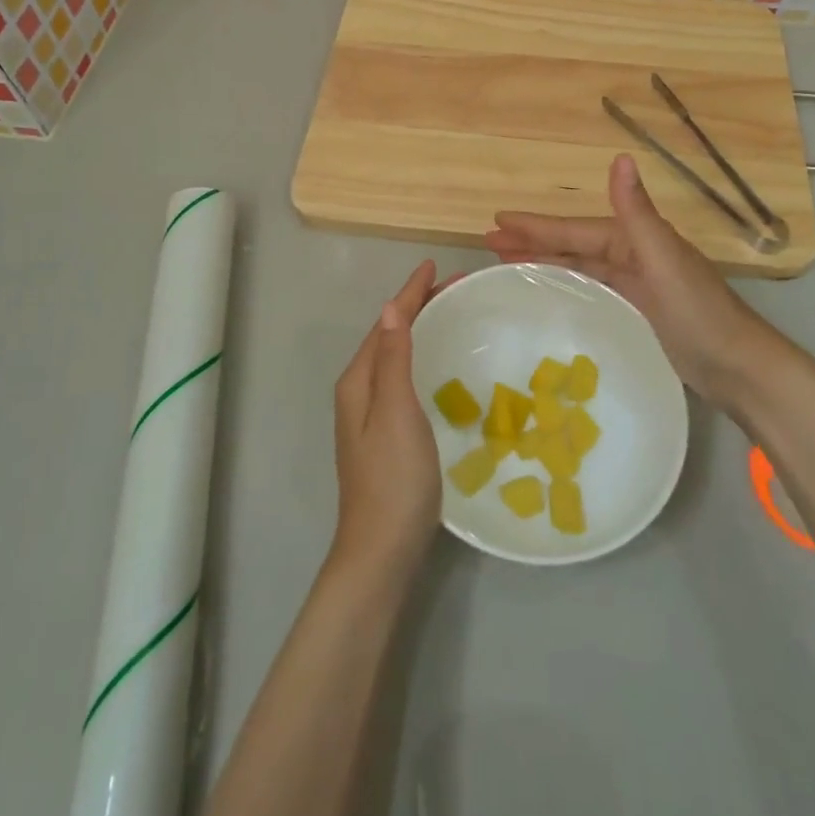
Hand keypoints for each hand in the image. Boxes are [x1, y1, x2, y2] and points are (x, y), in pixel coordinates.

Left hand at [329, 261, 445, 583]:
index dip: (410, 292)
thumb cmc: (393, 477)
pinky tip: (440, 365)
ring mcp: (370, 415)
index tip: (435, 265)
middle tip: (455, 287)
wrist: (382, 550)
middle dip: (418, 306)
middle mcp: (360, 392)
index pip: (387, 323)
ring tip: (450, 313)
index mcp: (358, 381)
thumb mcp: (395, 411)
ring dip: (420, 329)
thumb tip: (390, 308)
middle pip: (389, 336)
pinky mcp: (386, 434)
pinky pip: (403, 377)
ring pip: (396, 356)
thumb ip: (392, 359)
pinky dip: (422, 357)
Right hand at [485, 153, 798, 419]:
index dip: (535, 225)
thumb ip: (636, 212)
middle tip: (489, 242)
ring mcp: (636, 285)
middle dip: (532, 241)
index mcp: (634, 239)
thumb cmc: (698, 312)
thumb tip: (620, 157)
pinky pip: (591, 290)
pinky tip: (550, 292)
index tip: (497, 220)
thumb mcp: (663, 259)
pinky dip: (567, 285)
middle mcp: (632, 255)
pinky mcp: (638, 311)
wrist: (739, 367)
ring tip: (506, 264)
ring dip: (544, 262)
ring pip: (579, 267)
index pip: (574, 229)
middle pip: (572, 245)